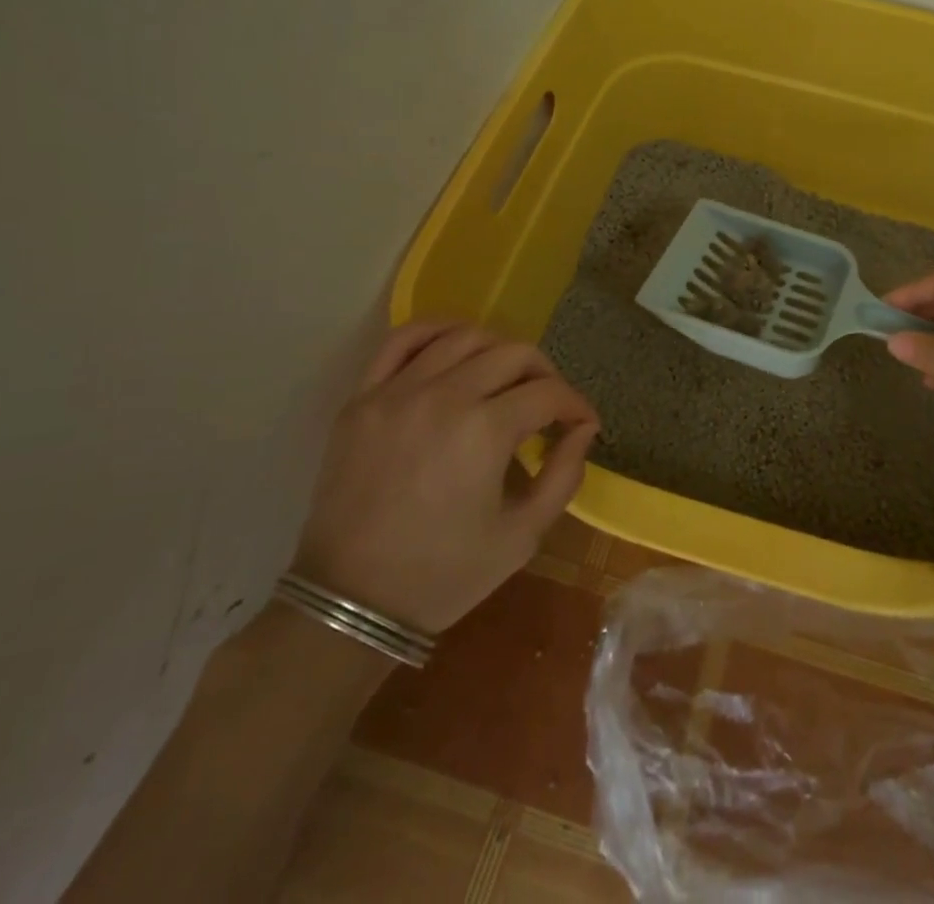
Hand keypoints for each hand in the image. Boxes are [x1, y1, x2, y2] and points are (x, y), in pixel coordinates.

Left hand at [291, 321, 599, 634]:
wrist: (350, 602)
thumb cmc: (444, 574)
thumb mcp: (522, 536)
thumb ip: (564, 475)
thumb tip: (583, 429)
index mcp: (486, 431)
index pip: (548, 393)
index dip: (575, 405)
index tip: (583, 424)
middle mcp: (445, 396)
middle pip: (514, 354)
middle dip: (545, 374)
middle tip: (549, 404)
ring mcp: (398, 392)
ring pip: (464, 337)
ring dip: (498, 350)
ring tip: (505, 378)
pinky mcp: (364, 398)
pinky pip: (402, 340)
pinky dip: (435, 331)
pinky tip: (454, 347)